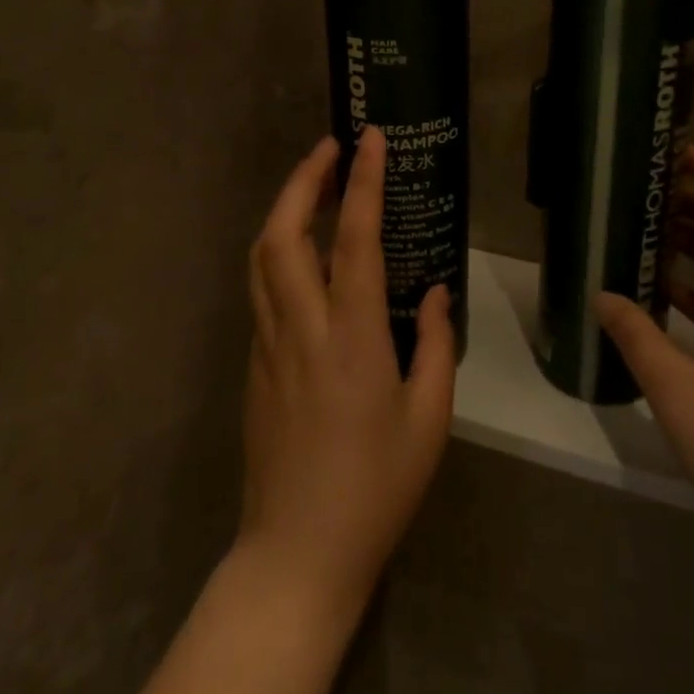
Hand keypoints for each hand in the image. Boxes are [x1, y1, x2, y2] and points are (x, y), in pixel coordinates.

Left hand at [236, 128, 455, 617]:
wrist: (297, 554)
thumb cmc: (376, 489)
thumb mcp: (429, 419)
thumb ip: (437, 345)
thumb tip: (438, 292)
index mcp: (352, 339)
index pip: (354, 239)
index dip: (362, 182)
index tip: (368, 139)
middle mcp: (301, 329)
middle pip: (283, 233)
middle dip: (303, 179)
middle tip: (329, 147)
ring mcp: (268, 345)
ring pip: (261, 257)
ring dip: (284, 209)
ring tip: (314, 185)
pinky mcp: (255, 365)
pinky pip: (261, 290)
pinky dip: (277, 251)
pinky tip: (302, 254)